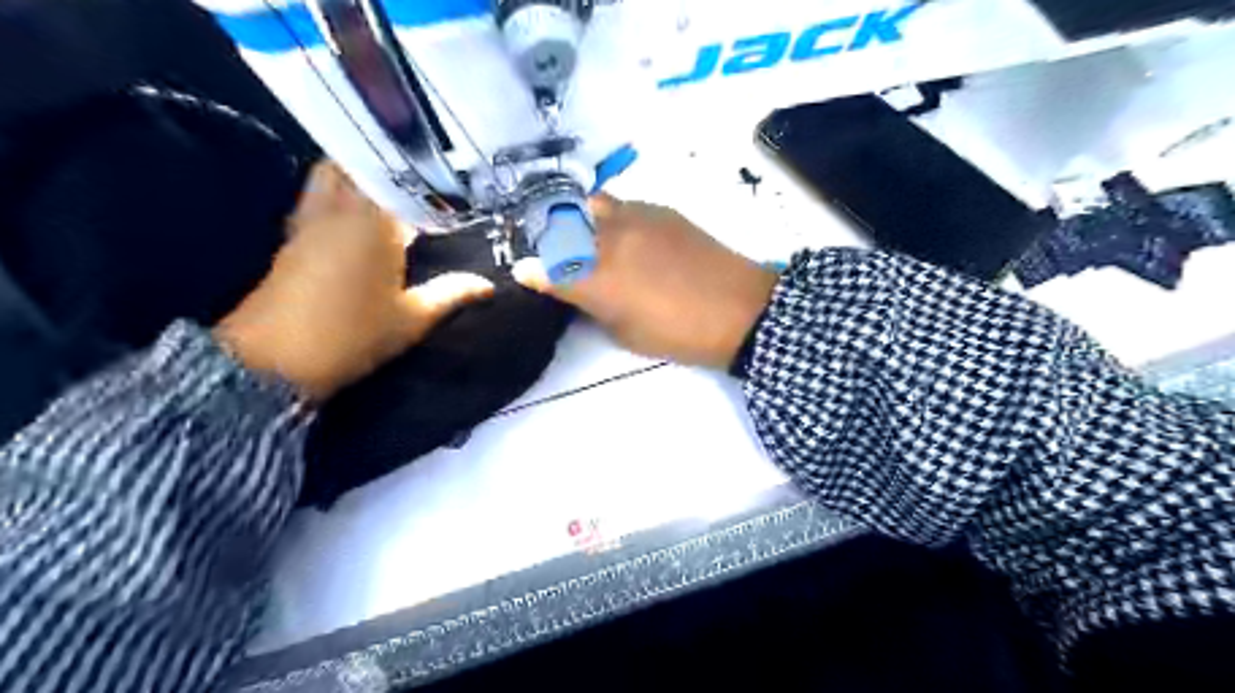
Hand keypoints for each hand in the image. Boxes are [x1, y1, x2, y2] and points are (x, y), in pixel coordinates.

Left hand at [215, 162, 493, 399]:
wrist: (276, 359)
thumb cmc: (354, 334)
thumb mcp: (413, 318)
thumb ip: (451, 294)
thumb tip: (488, 285)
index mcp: (372, 221)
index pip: (395, 176)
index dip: (418, 173)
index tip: (443, 177)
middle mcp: (337, 209)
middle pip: (352, 163)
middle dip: (382, 166)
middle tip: (415, 181)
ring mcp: (308, 221)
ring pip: (329, 177)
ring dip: (356, 179)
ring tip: (390, 197)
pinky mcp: (291, 238)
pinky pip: (317, 199)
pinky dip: (339, 199)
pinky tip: (361, 222)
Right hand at [517, 191, 773, 370]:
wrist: (739, 309)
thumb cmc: (679, 334)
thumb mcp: (626, 333)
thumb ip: (592, 306)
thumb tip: (570, 289)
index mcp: (597, 279)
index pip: (546, 267)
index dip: (530, 270)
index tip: (523, 270)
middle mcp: (608, 239)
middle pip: (560, 225)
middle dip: (547, 236)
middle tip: (550, 250)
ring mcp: (635, 218)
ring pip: (589, 204)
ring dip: (576, 217)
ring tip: (582, 234)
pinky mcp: (660, 210)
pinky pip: (621, 204)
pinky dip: (609, 216)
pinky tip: (621, 234)